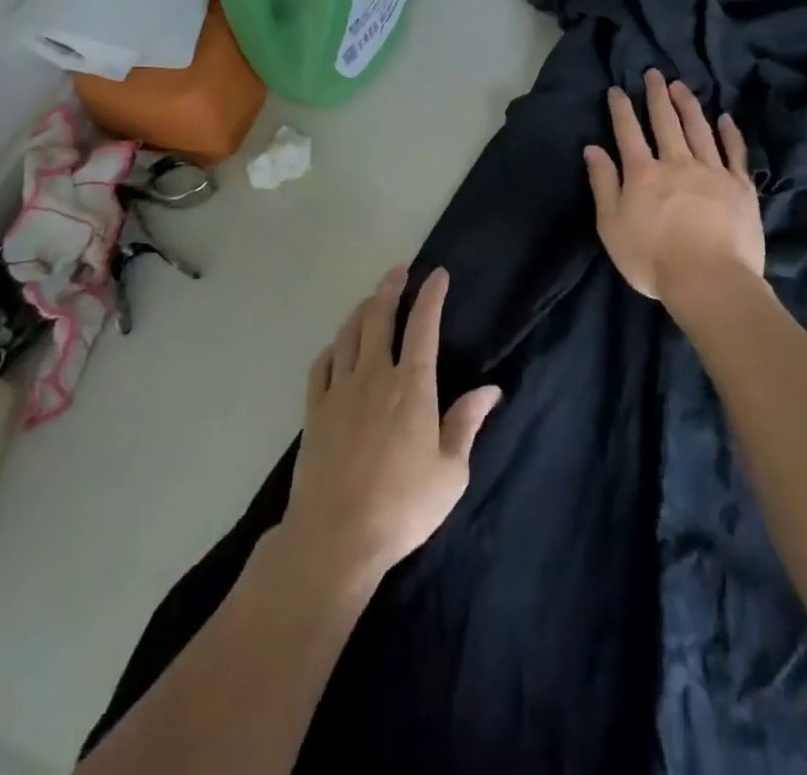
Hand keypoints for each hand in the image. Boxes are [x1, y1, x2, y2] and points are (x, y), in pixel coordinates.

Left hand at [281, 267, 501, 591]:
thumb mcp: (451, 472)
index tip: (437, 274)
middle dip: (391, 288)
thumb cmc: (403, 506)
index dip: (430, 296)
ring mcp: (339, 389)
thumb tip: (491, 389)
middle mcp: (374, 375)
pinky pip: (321, 364)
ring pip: (349, 333)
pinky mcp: (314, 409)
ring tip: (371, 299)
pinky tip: (337, 346)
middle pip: (379, 316)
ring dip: (362, 309)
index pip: (423, 326)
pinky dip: (333, 346)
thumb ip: (467, 424)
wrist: (336, 536)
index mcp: (411, 386)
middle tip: (399, 271)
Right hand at [584, 69, 768, 306]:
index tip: (616, 89)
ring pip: (698, 129)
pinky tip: (724, 118)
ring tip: (681, 86)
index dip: (620, 109)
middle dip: (656, 96)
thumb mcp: (611, 225)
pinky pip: (734, 151)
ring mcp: (712, 171)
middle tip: (653, 74)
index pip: (628, 132)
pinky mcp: (740, 186)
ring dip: (688, 105)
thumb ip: (603, 184)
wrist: (709, 280)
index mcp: (642, 172)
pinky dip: (729, 132)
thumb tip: (593, 149)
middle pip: (665, 121)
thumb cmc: (651, 258)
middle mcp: (676, 162)